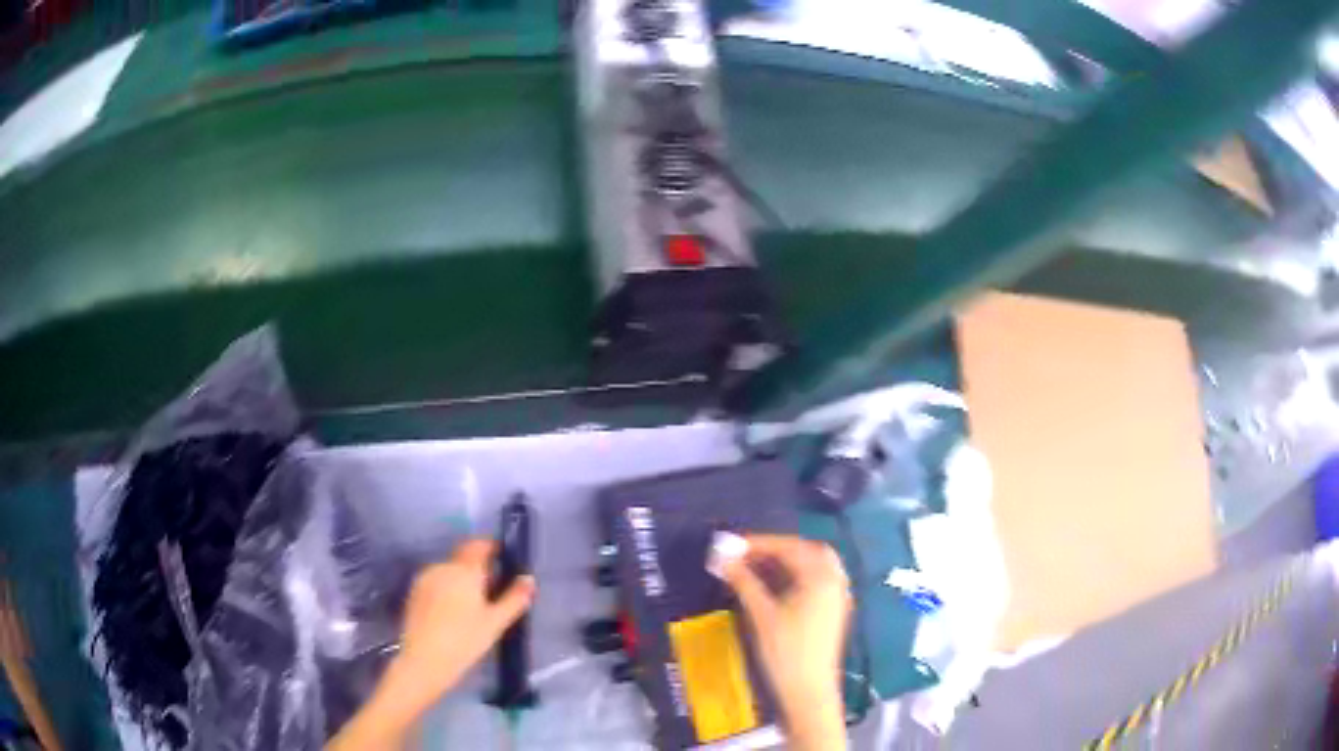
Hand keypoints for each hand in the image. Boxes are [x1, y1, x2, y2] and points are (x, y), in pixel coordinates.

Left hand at [395, 539, 535, 700]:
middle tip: (493, 590)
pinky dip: (447, 588)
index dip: (491, 547)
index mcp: (464, 570)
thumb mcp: (495, 623)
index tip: (503, 558)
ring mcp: (425, 578)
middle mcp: (442, 567)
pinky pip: (436, 581)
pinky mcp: (414, 592)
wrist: (424, 660)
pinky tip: (452, 612)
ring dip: (461, 579)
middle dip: (478, 568)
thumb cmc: (465, 641)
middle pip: (463, 558)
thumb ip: (514, 599)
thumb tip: (529, 579)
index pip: (478, 545)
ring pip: (449, 570)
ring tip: (472, 605)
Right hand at [722, 534, 849, 750]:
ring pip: (814, 566)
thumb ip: (743, 581)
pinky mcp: (833, 612)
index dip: (759, 543)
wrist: (808, 691)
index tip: (730, 545)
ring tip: (755, 569)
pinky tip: (774, 588)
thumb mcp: (761, 614)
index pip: (789, 547)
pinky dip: (796, 577)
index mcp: (821, 576)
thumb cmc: (786, 651)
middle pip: (807, 551)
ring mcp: (837, 597)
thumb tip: (721, 557)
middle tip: (746, 554)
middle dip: (776, 549)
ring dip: (786, 563)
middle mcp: (835, 581)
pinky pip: (817, 581)